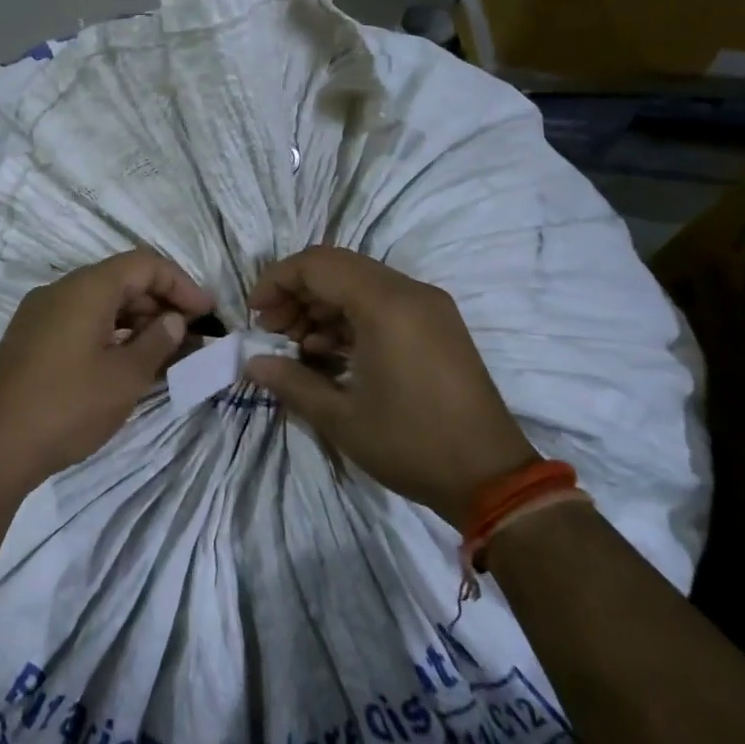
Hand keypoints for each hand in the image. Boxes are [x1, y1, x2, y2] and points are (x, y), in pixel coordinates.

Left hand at [0, 250, 213, 488]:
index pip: (143, 264)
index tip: (207, 313)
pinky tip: (127, 362)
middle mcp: (59, 291)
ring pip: (99, 302)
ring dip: (136, 320)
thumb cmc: (68, 407)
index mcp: (85, 289)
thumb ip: (157, 341)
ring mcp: (40, 314)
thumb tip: (172, 319)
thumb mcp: (125, 377)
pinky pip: (79, 321)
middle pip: (120, 280)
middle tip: (191, 336)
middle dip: (160, 303)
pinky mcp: (30, 339)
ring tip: (166, 352)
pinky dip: (110, 333)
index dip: (180, 284)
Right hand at [244, 246, 537, 526]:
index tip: (254, 313)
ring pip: (359, 284)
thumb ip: (290, 382)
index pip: (317, 265)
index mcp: (387, 305)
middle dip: (296, 293)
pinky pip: (382, 303)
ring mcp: (428, 307)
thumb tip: (252, 363)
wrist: (492, 478)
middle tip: (271, 330)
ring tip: (296, 346)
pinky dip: (349, 318)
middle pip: (337, 268)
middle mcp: (410, 293)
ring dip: (321, 306)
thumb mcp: (341, 418)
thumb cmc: (411, 444)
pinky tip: (328, 353)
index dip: (277, 281)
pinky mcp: (437, 325)